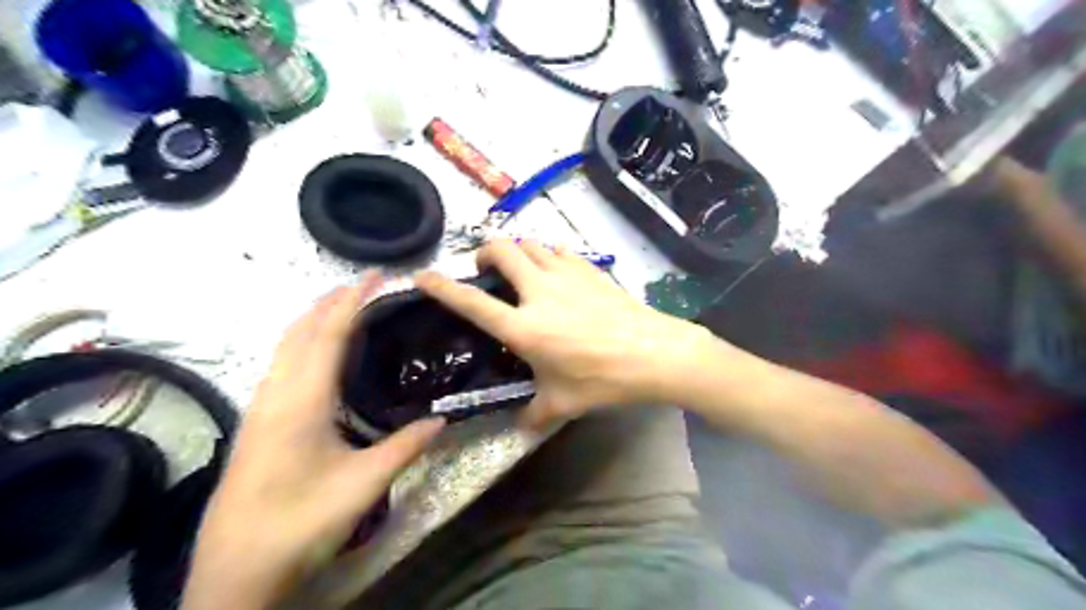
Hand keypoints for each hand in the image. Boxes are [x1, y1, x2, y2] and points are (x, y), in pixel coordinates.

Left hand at [185, 274, 442, 609]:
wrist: (234, 572)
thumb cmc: (301, 522)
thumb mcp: (363, 485)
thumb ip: (405, 446)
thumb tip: (443, 419)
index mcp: (301, 401)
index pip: (328, 335)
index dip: (352, 301)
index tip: (375, 275)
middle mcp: (275, 394)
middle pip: (299, 332)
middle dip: (330, 302)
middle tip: (364, 285)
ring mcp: (259, 409)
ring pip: (284, 347)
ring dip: (313, 320)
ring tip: (344, 308)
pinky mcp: (255, 424)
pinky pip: (279, 366)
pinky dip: (301, 343)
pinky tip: (316, 357)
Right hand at [413, 239, 709, 428]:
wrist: (653, 353)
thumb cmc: (603, 380)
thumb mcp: (563, 404)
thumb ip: (535, 415)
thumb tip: (521, 426)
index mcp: (523, 327)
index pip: (472, 301)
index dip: (442, 286)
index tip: (422, 275)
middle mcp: (538, 292)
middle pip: (502, 250)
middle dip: (486, 251)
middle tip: (485, 265)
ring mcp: (566, 275)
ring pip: (531, 243)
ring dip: (518, 250)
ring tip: (519, 266)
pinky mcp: (590, 269)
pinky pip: (560, 250)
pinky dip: (549, 254)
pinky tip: (555, 268)